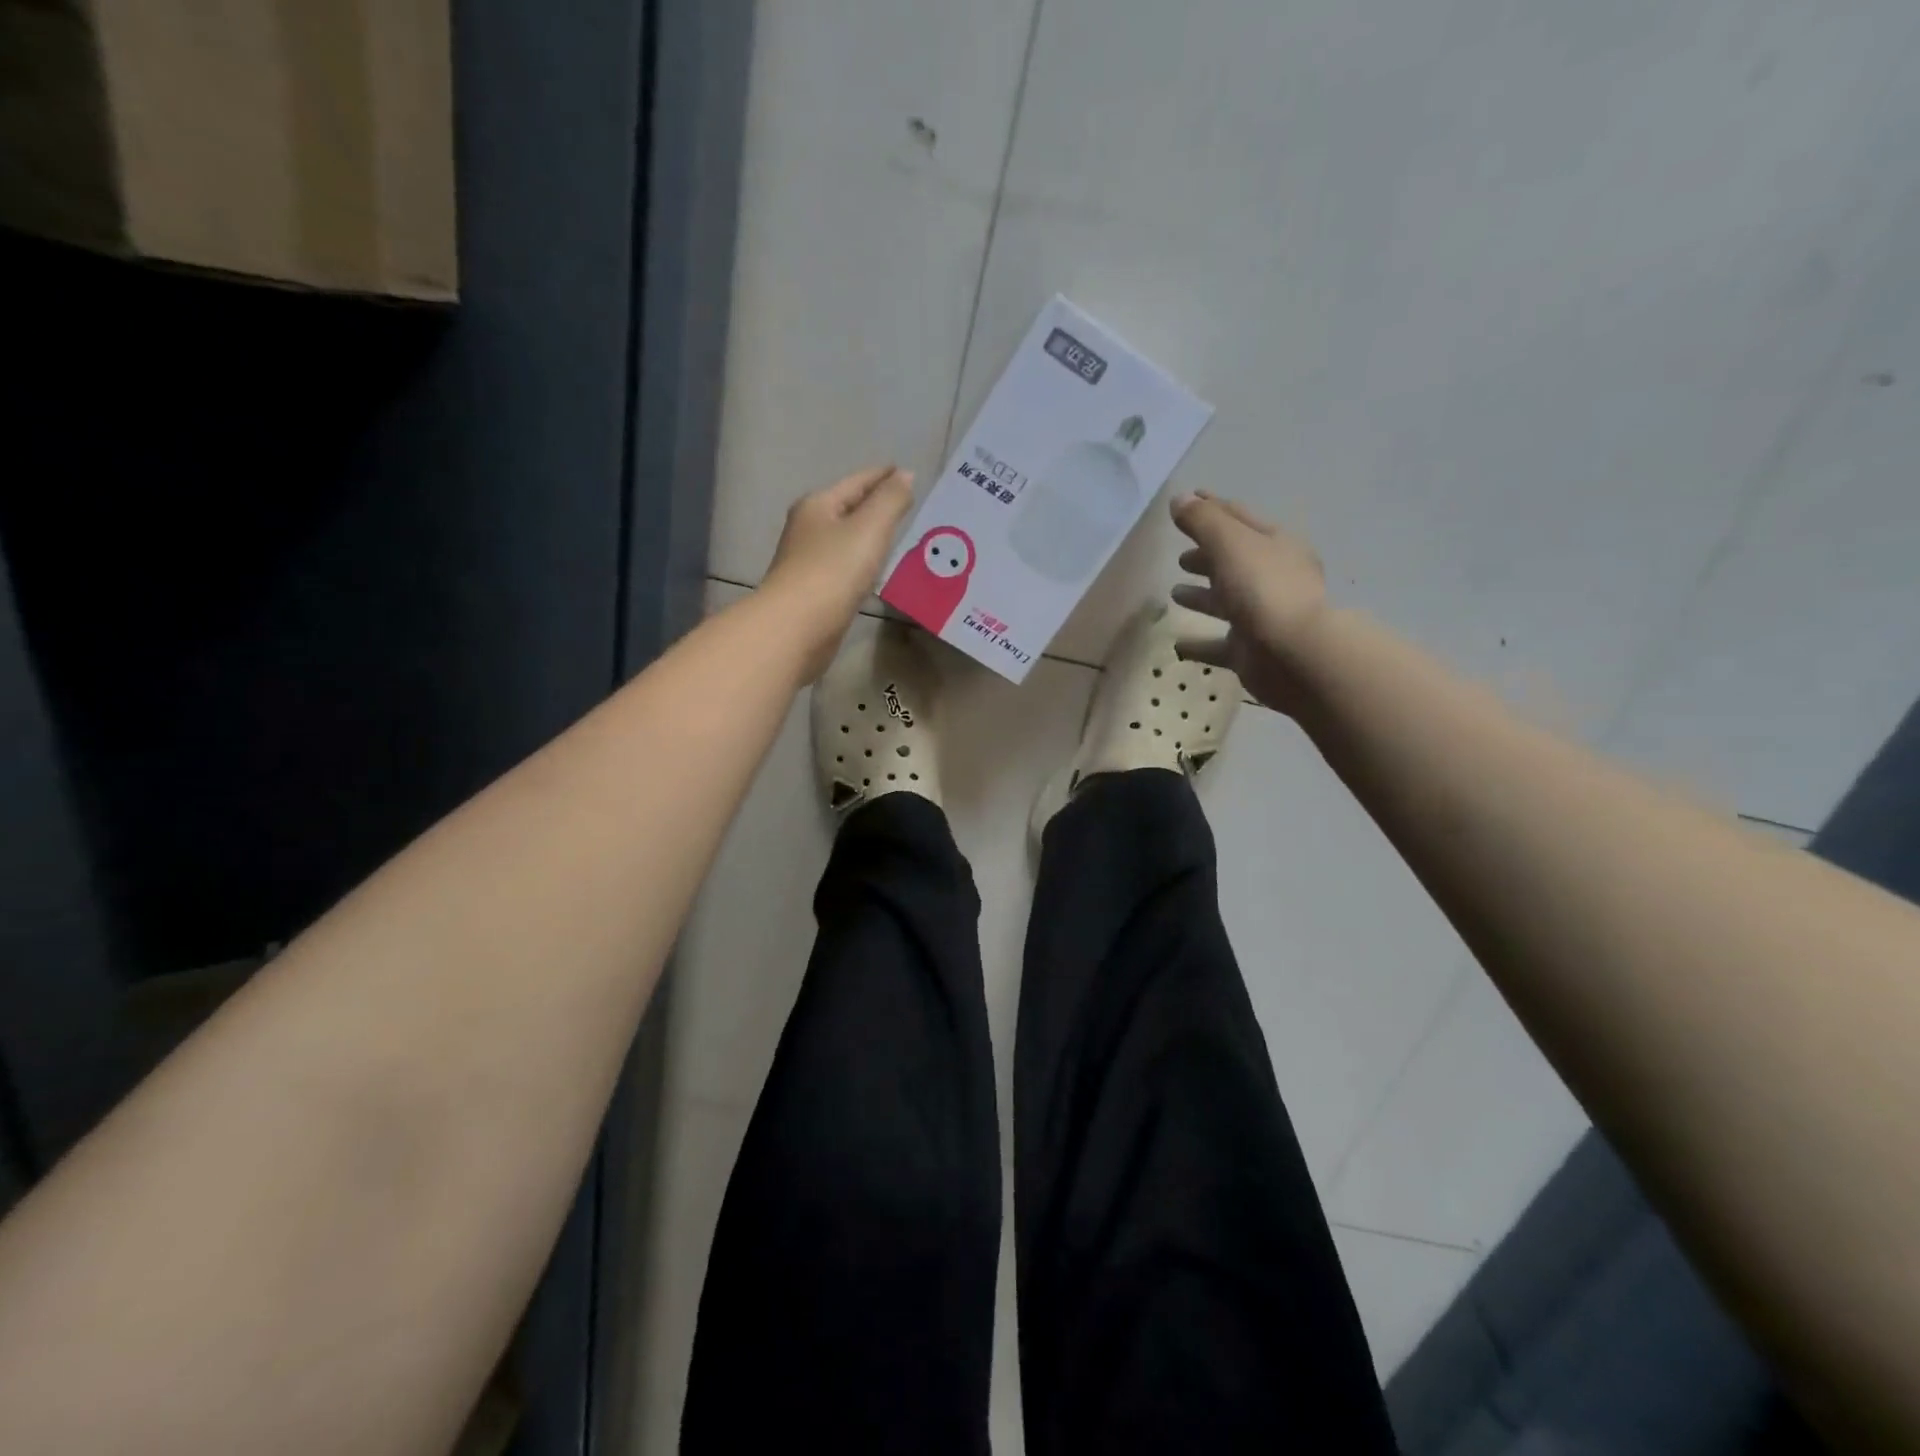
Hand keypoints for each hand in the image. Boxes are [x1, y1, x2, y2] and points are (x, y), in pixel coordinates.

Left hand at [761, 465, 915, 679]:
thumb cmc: (833, 571)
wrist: (796, 627)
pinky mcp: (813, 592)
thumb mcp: (869, 528)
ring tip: (898, 536)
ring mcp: (808, 561)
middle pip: (848, 508)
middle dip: (876, 505)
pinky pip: (844, 567)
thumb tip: (906, 475)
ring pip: (846, 539)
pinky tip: (875, 570)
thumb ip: (891, 500)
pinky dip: (862, 562)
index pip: (858, 482)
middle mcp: (808, 528)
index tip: (908, 474)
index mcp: (818, 505)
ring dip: (869, 536)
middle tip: (908, 506)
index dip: (884, 476)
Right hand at [1169, 491, 1328, 713]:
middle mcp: (1272, 577)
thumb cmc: (1263, 589)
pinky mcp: (1252, 651)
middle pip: (1234, 561)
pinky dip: (1199, 643)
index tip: (1186, 501)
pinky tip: (1178, 644)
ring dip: (1202, 596)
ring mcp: (1263, 616)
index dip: (1211, 507)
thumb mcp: (1230, 544)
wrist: (1294, 654)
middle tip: (1180, 558)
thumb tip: (1179, 499)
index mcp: (1274, 544)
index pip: (1238, 518)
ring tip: (1174, 594)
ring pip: (1227, 601)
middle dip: (1207, 556)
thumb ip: (1202, 521)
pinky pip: (1219, 644)